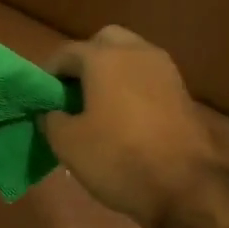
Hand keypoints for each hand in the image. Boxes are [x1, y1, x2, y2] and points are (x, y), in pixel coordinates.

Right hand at [41, 26, 219, 227]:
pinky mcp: (182, 90)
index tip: (42, 97)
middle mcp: (136, 52)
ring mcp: (164, 69)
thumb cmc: (118, 158)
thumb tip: (52, 112)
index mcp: (104, 58)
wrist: (186, 186)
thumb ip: (51, 119)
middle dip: (85, 60)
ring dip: (112, 72)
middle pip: (104, 42)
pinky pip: (148, 76)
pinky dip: (132, 86)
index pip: (66, 53)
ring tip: (99, 105)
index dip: (49, 73)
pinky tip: (125, 116)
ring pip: (130, 56)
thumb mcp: (68, 144)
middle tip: (73, 92)